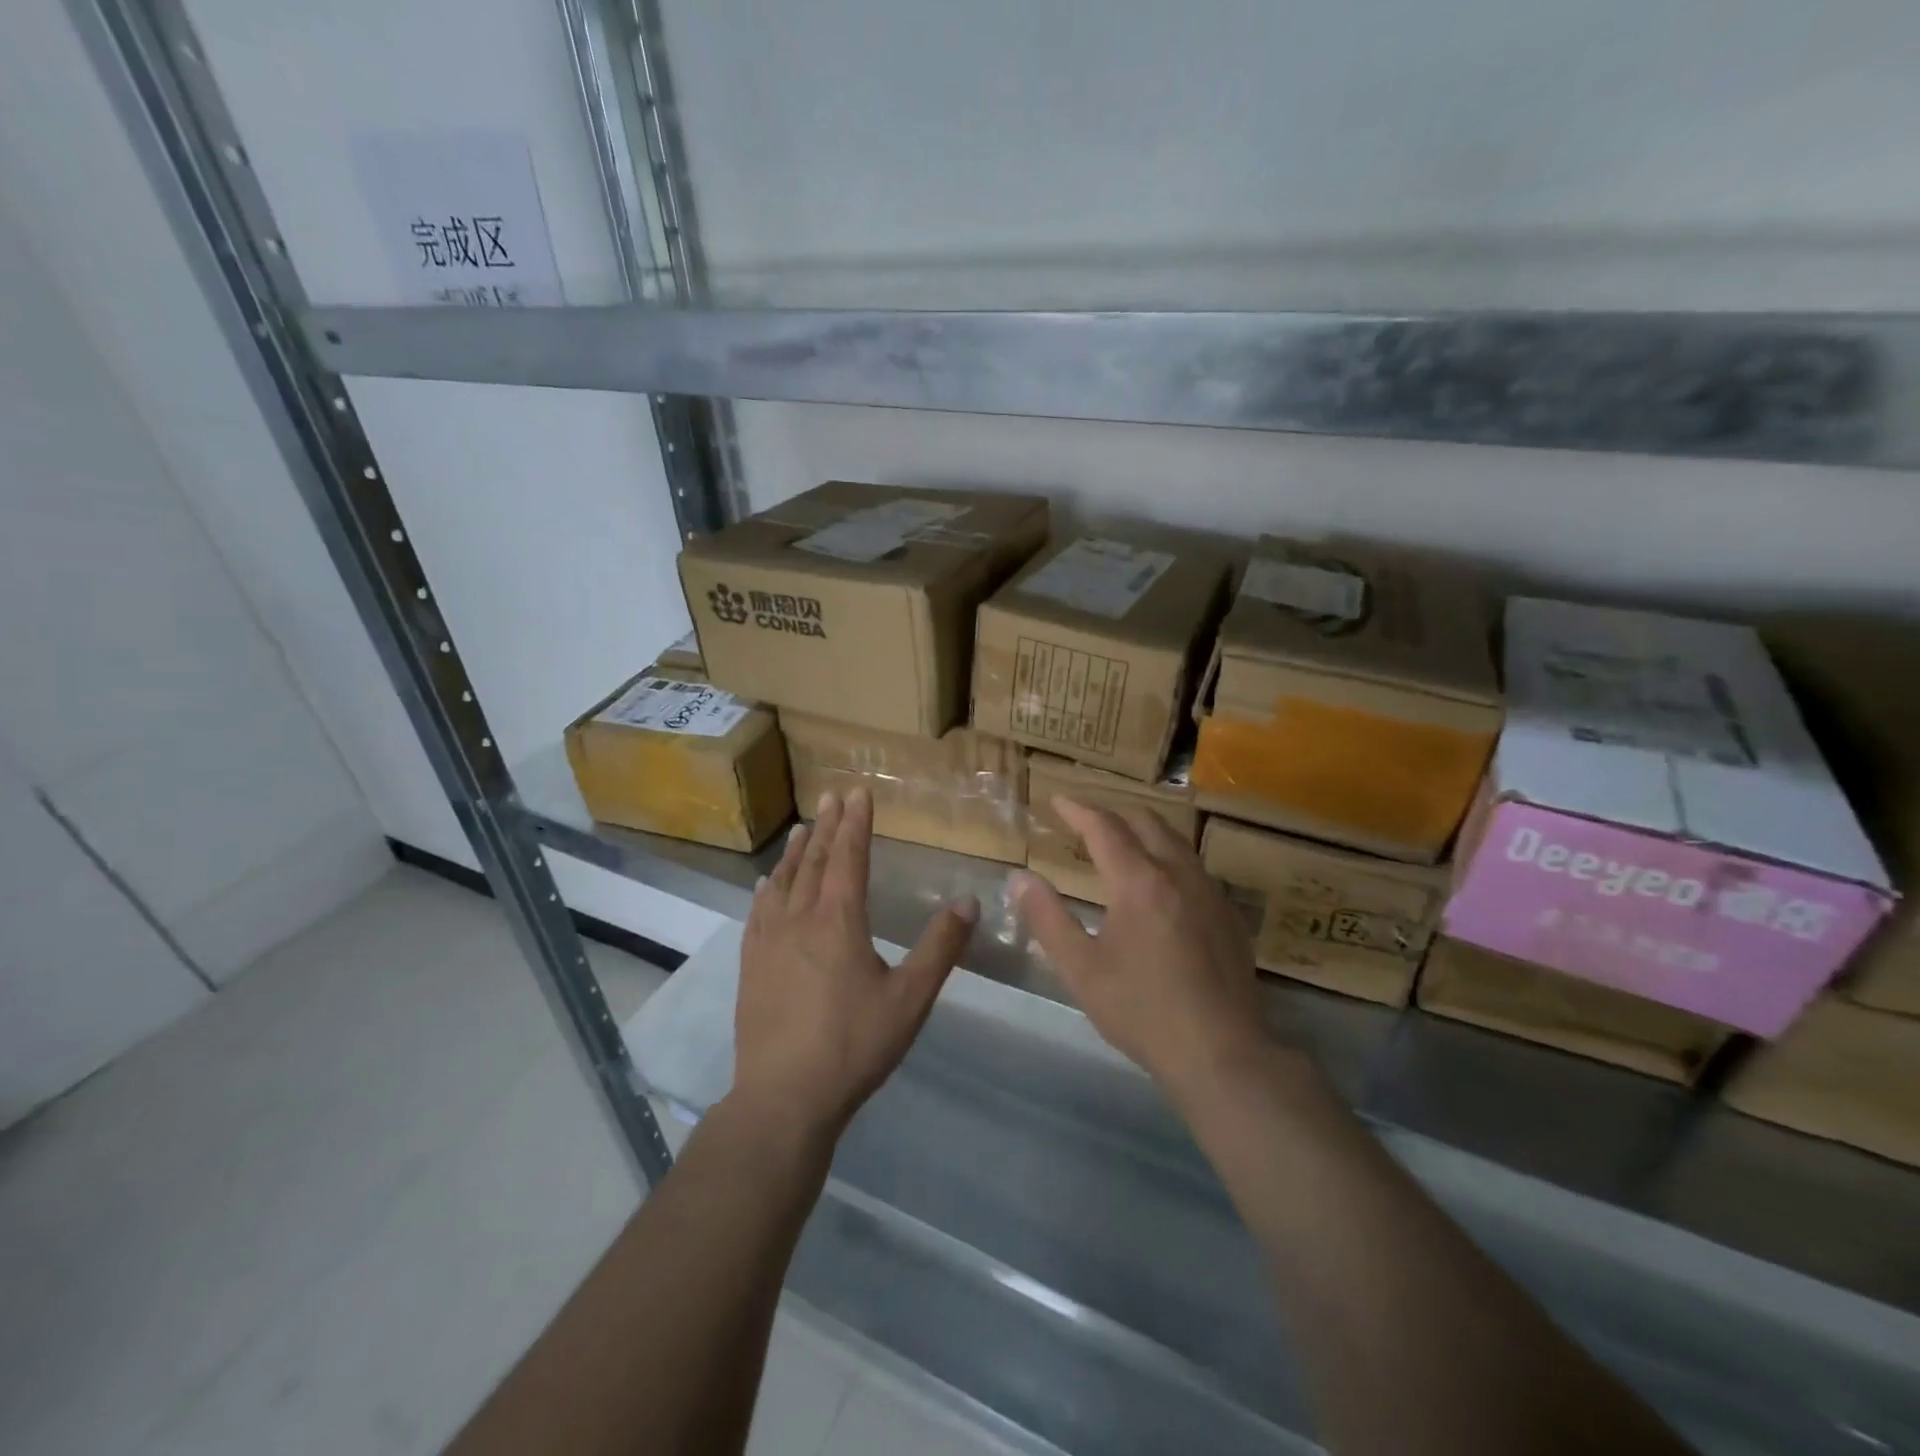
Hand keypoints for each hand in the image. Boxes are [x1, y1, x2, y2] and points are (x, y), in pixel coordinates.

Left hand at [734, 787, 977, 1139]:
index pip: (849, 857)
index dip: (855, 823)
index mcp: (839, 921)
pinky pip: (758, 912)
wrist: (783, 1097)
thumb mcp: (910, 998)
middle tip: (831, 796)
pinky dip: (766, 889)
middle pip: (815, 862)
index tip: (857, 793)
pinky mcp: (751, 966)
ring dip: (796, 852)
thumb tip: (969, 901)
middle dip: (827, 826)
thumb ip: (940, 947)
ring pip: (783, 882)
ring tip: (802, 828)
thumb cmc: (853, 1045)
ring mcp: (769, 942)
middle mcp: (800, 919)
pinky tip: (765, 885)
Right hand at [1012, 798, 1270, 1098]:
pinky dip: (1170, 859)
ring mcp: (1211, 893)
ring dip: (1146, 832)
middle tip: (1088, 821)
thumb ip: (1047, 918)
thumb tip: (1020, 878)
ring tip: (1124, 844)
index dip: (1078, 810)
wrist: (1222, 1054)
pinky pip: (1196, 869)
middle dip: (1114, 814)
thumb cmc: (1142, 1011)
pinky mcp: (1231, 916)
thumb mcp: (1081, 969)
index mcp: (1139, 882)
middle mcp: (1179, 874)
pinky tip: (1163, 887)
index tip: (1058, 800)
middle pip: (1146, 823)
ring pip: (1177, 842)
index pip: (1104, 828)